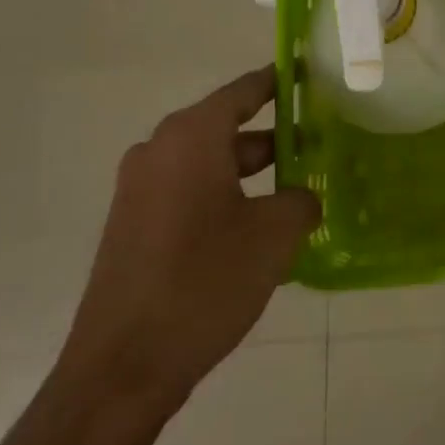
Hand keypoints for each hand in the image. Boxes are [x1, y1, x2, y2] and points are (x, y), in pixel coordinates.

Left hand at [60, 65, 320, 412]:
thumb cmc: (205, 282)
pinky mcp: (134, 226)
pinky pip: (191, 193)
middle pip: (228, 128)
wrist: (123, 368)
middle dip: (276, 136)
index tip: (310, 75)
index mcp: (191, 138)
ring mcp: (141, 191)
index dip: (280, 82)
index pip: (244, 92)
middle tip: (321, 144)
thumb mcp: (275, 234)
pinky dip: (227, 197)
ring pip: (211, 164)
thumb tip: (300, 197)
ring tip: (300, 189)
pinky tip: (261, 228)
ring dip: (254, 172)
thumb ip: (300, 199)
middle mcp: (159, 152)